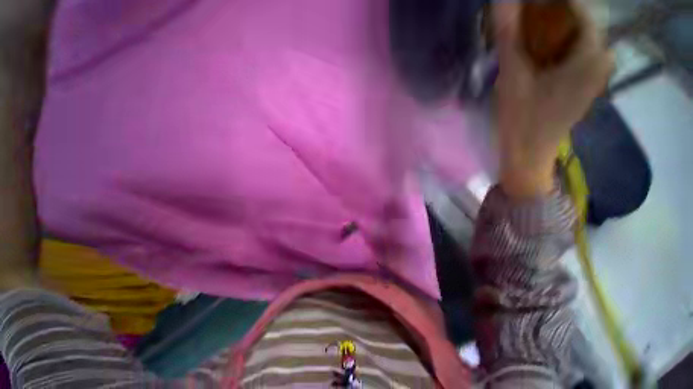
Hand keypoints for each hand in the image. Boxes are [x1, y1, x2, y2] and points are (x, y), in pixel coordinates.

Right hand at [493, 1, 612, 198]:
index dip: (548, 2)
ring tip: (523, 37)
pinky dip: (554, 47)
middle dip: (548, 16)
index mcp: (592, 54)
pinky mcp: (585, 83)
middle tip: (519, 22)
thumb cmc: (520, 120)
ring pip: (574, 37)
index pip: (578, 6)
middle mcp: (602, 59)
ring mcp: (596, 73)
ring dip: (549, 32)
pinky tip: (535, 54)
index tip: (524, 5)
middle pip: (577, 21)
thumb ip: (509, 37)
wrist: (527, 155)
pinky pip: (574, 52)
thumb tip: (501, 0)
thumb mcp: (512, 77)